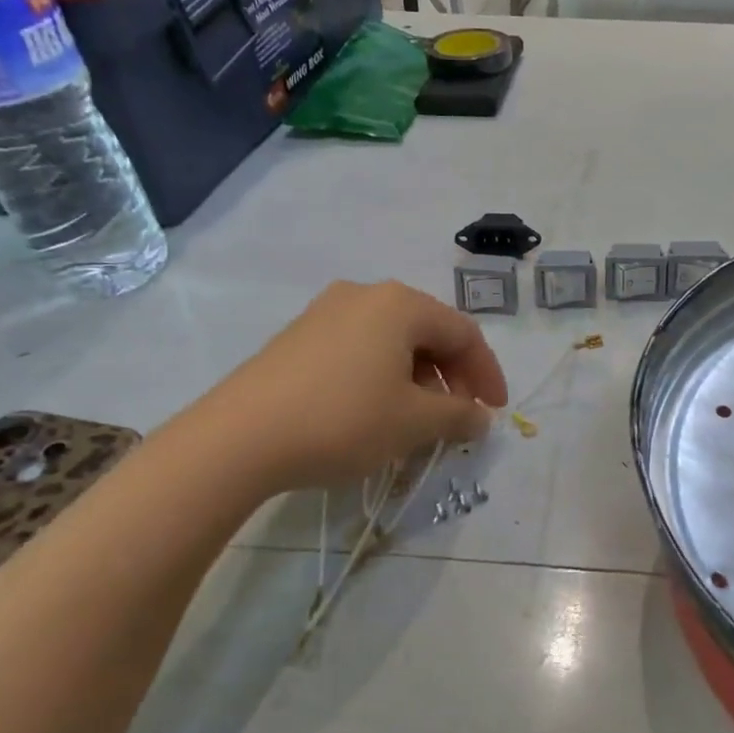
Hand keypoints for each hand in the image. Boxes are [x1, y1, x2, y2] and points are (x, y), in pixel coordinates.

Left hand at [208, 281, 507, 491]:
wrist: (239, 437)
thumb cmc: (342, 420)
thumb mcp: (413, 422)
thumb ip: (458, 416)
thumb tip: (480, 416)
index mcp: (400, 304)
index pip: (463, 333)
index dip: (487, 374)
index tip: (495, 412)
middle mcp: (364, 295)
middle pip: (427, 332)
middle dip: (451, 377)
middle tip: (457, 418)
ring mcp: (326, 312)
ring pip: (392, 341)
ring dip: (417, 379)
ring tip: (417, 421)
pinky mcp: (299, 337)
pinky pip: (359, 349)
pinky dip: (382, 377)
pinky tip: (375, 412)